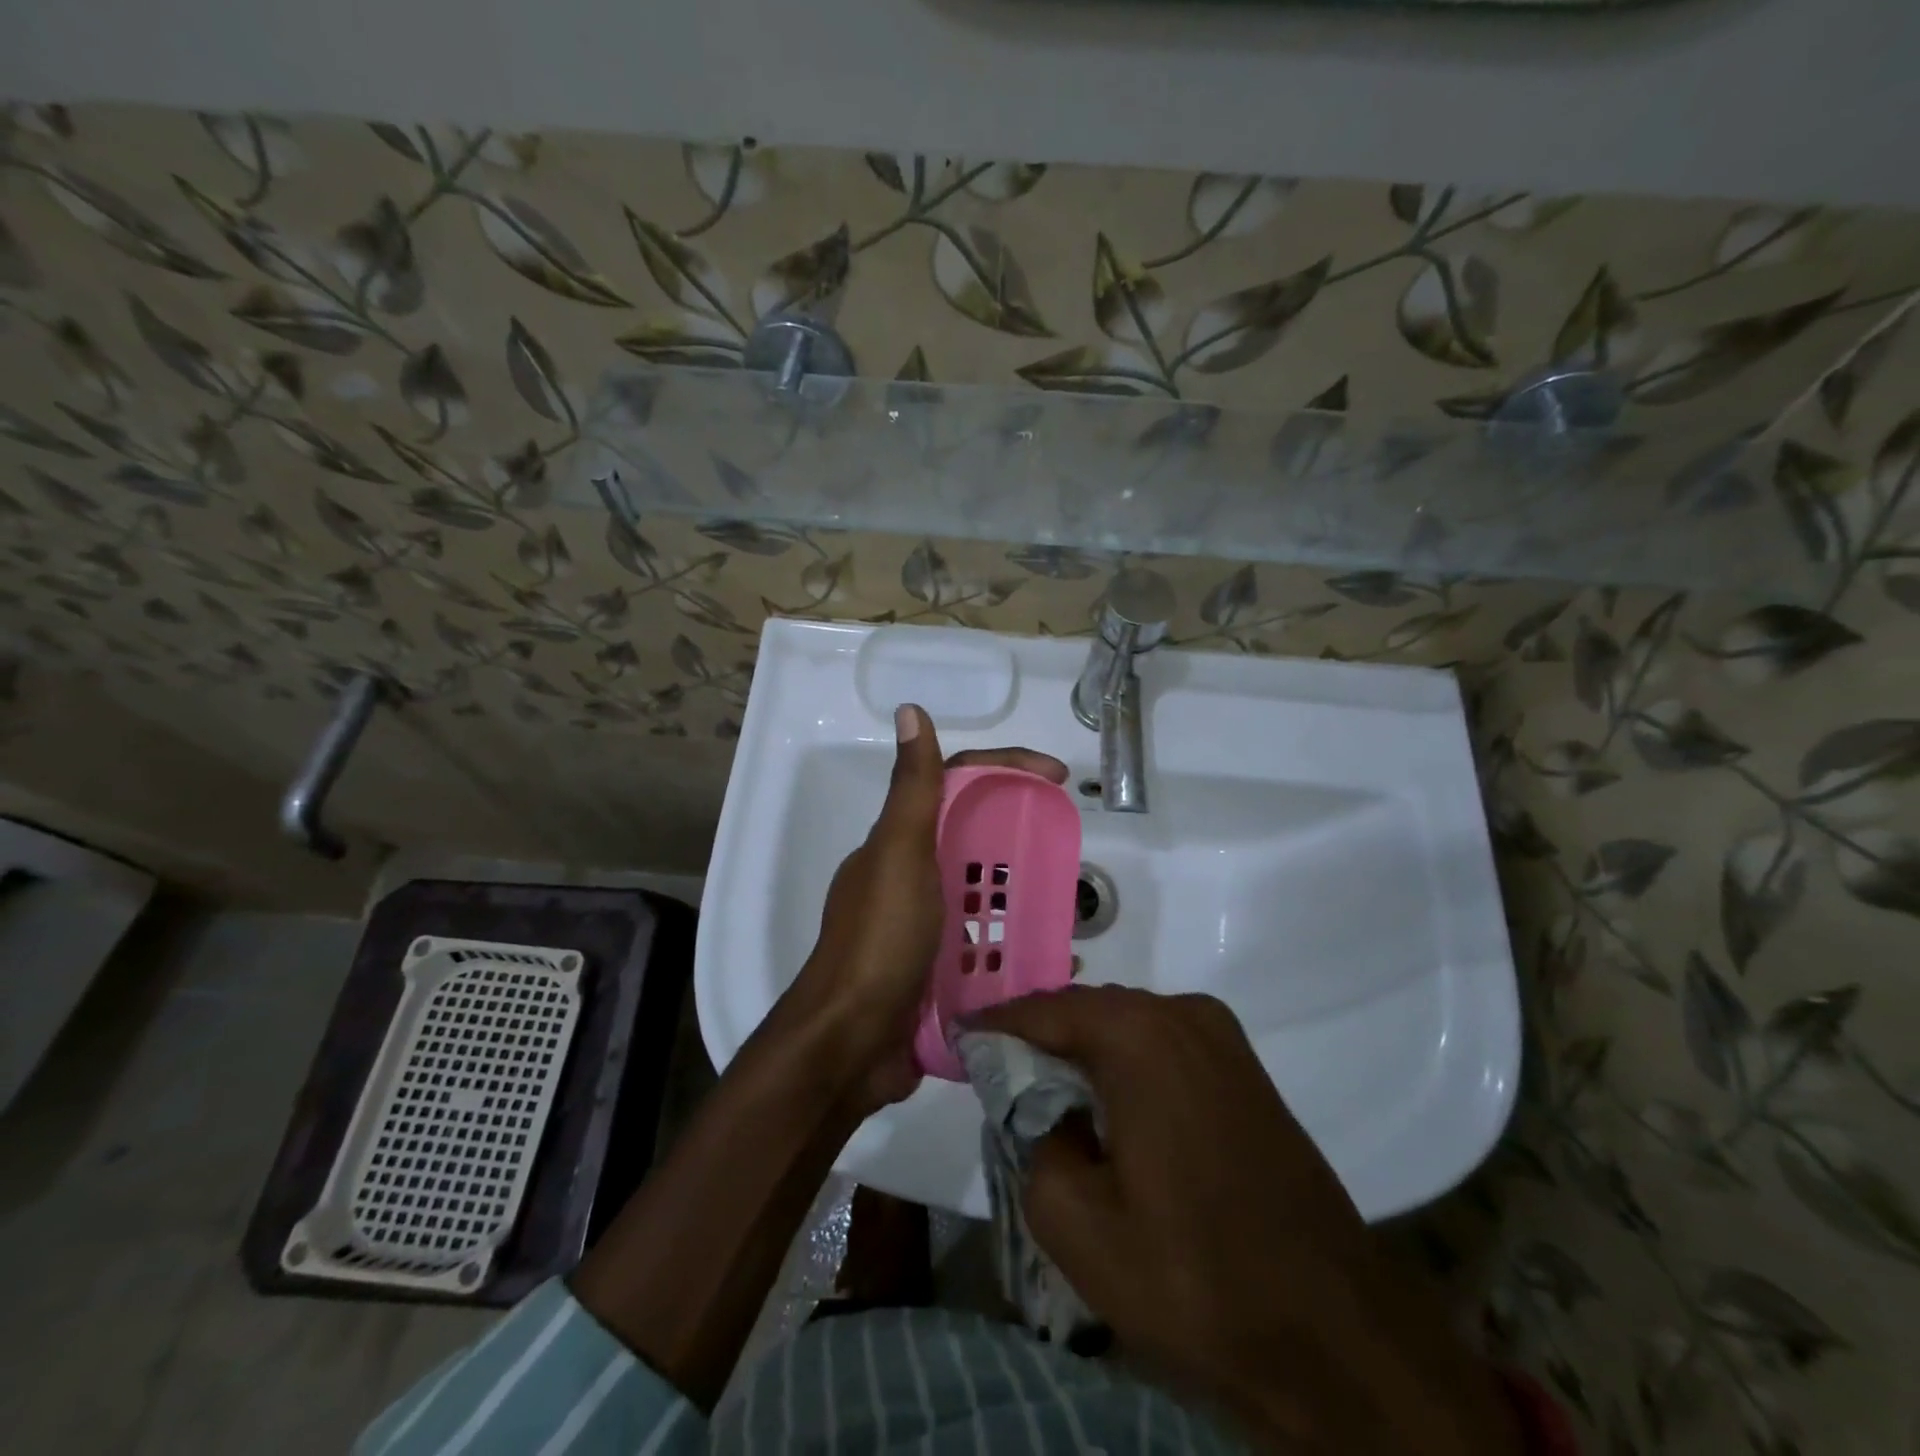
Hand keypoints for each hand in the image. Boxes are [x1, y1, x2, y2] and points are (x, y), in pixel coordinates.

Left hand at [785, 703, 1066, 1112]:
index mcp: (901, 844)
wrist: (849, 1046)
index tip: (1058, 777)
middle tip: (1067, 846)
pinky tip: (1052, 961)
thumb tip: (911, 710)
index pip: (958, 786)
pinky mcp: (936, 974)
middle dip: (1022, 836)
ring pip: (984, 896)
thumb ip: (913, 790)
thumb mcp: (898, 856)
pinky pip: (986, 947)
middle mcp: (911, 879)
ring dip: (1024, 894)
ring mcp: (923, 929)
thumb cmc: (879, 942)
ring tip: (1069, 905)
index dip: (1008, 769)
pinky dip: (1017, 946)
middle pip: (975, 840)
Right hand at [974, 986, 1522, 1455]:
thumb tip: (1040, 1109)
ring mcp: (1220, 1036)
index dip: (994, 1026)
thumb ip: (1034, 1141)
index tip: (957, 1040)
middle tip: (994, 1068)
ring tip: (1041, 1088)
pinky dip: (1122, 1063)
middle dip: (1038, 1037)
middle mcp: (1181, 1013)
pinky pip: (1161, 1045)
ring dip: (1082, 1051)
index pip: (1042, 1012)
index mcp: (1137, 1036)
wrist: (1335, 1333)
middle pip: (1085, 1011)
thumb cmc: (1196, 1277)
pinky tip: (1104, 1103)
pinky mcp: (1242, 1067)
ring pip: (1125, 1026)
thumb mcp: (1076, 1223)